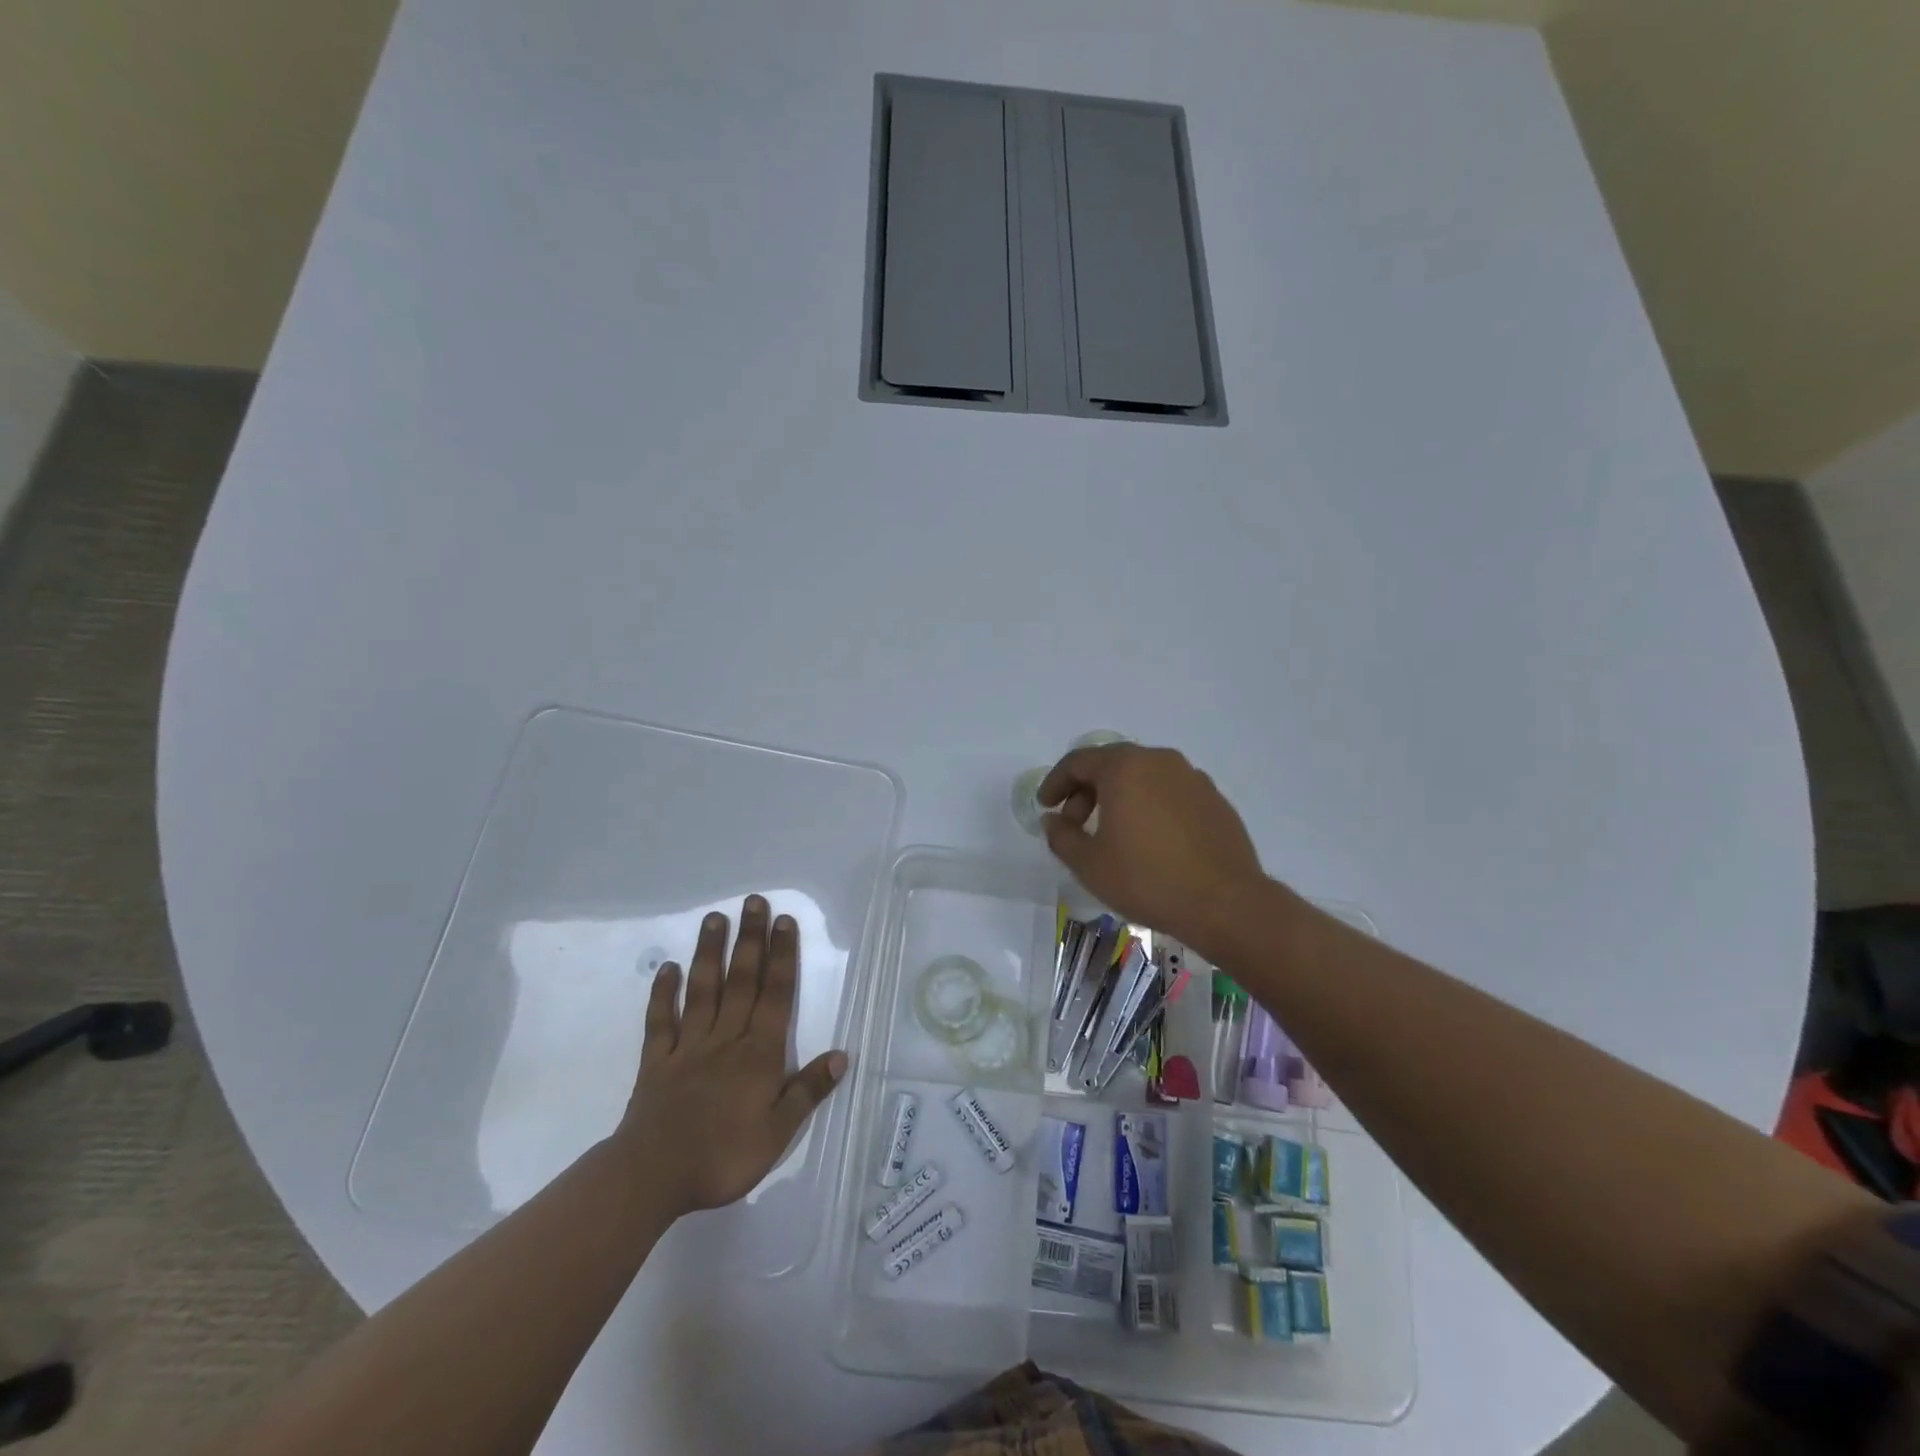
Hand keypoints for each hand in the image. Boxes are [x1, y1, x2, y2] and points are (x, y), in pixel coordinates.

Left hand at [614, 896, 845, 1216]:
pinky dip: (663, 993)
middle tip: (753, 901)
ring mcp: (688, 1046)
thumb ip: (808, 1091)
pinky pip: (660, 1020)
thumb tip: (842, 1055)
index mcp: (759, 1054)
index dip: (782, 956)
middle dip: (750, 940)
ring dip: (710, 952)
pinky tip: (668, 968)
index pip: (775, 995)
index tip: (784, 921)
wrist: (651, 1178)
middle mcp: (726, 1038)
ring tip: (714, 917)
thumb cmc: (722, 1157)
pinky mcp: (656, 1061)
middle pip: (742, 981)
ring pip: (703, 990)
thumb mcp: (777, 1133)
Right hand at [1038, 744, 1269, 955]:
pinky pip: (1169, 792)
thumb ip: (1061, 836)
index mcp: (1125, 767)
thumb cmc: (1147, 879)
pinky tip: (1149, 840)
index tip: (1045, 807)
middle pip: (1111, 764)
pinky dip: (1149, 806)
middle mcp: (1159, 761)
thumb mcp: (1088, 864)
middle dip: (1086, 790)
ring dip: (1119, 797)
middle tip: (1075, 823)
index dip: (1055, 783)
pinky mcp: (1214, 799)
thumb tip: (1053, 820)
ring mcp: (1192, 778)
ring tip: (1112, 834)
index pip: (1078, 761)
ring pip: (1143, 777)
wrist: (1226, 903)